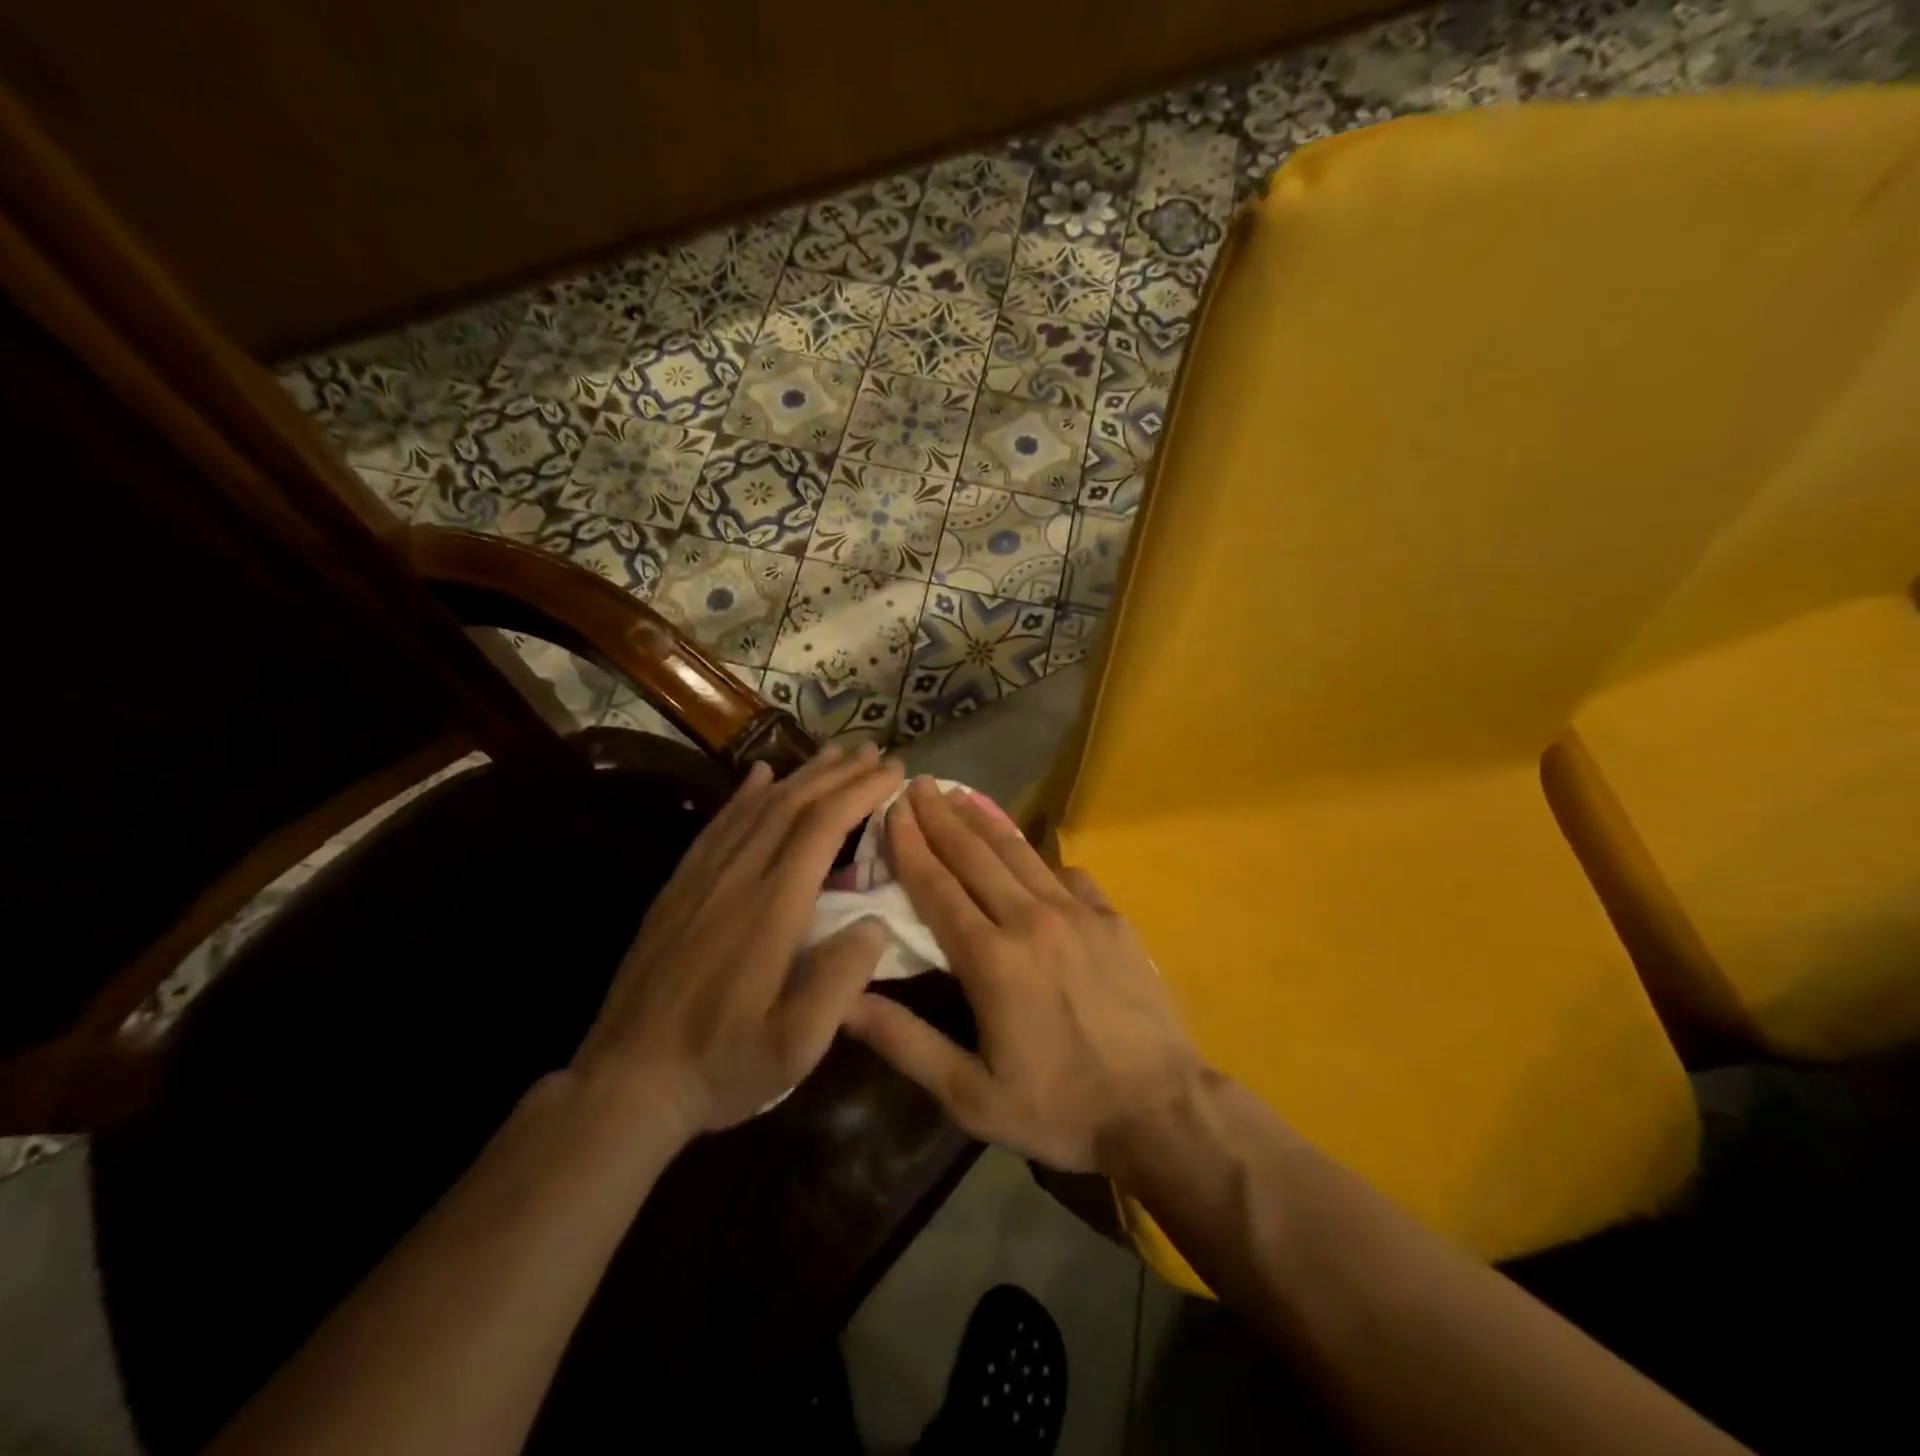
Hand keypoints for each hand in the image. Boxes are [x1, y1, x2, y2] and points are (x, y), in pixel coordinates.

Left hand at [573, 744, 902, 1140]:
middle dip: (838, 772)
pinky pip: (718, 825)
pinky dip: (745, 793)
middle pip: (792, 804)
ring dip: (800, 774)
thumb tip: (875, 921)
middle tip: (874, 750)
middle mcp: (737, 877)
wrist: (626, 1082)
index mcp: (772, 908)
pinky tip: (760, 775)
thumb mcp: (795, 1046)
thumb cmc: (721, 1065)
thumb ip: (840, 980)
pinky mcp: (678, 888)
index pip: (822, 827)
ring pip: (757, 807)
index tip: (893, 772)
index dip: (860, 791)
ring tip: (833, 753)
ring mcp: (702, 879)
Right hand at [844, 777, 1204, 1173]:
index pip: (937, 887)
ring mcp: (1078, 913)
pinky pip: (1068, 874)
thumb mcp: (971, 1095)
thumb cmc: (1059, 1108)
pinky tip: (1031, 852)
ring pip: (1020, 853)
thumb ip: (905, 1043)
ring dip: (984, 821)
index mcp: (991, 959)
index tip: (892, 809)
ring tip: (960, 794)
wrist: (1161, 1108)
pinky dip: (1040, 857)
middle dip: (941, 817)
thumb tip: (844, 1002)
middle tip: (918, 783)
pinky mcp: (1112, 918)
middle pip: (975, 855)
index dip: (910, 845)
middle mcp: (1031, 919)